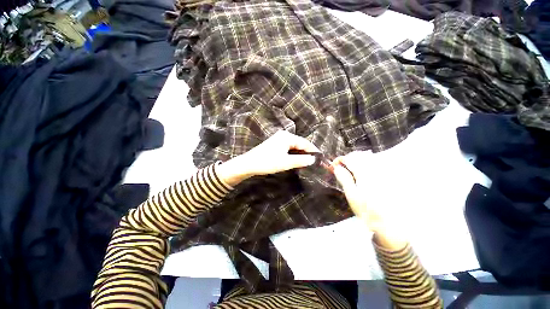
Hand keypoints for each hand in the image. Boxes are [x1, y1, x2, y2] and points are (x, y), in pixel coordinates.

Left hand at [217, 130, 319, 185]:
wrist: (249, 163)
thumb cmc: (267, 162)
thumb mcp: (286, 162)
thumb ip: (301, 160)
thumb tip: (313, 159)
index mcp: (287, 137)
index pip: (304, 142)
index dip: (313, 150)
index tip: (320, 157)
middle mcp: (283, 135)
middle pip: (299, 143)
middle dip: (306, 152)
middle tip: (314, 161)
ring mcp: (278, 138)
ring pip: (294, 146)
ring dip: (300, 153)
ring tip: (307, 161)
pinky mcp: (275, 143)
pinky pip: (288, 147)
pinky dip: (293, 153)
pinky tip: (295, 159)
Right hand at [332, 152, 406, 249]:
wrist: (387, 223)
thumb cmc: (366, 210)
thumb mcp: (351, 195)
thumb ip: (344, 178)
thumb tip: (336, 167)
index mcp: (364, 173)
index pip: (349, 159)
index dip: (339, 160)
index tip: (332, 166)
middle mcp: (374, 169)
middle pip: (358, 155)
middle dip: (346, 159)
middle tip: (339, 167)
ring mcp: (381, 173)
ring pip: (366, 158)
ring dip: (355, 160)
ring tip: (348, 169)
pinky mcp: (385, 177)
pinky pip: (373, 164)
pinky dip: (363, 164)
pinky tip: (359, 173)